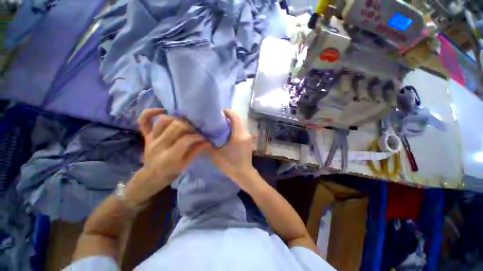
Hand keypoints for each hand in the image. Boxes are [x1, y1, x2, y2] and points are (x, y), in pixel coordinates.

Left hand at [125, 109, 209, 204]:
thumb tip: (208, 141)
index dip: (197, 136)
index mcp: (170, 156)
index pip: (186, 139)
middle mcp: (159, 145)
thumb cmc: (170, 172)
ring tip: (183, 122)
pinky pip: (143, 121)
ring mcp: (151, 139)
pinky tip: (162, 111)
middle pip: (176, 127)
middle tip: (195, 129)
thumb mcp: (185, 164)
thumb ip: (196, 151)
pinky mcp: (146, 136)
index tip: (203, 137)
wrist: (150, 177)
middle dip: (189, 126)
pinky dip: (150, 113)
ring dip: (176, 119)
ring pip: (163, 121)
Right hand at [209, 110, 257, 191]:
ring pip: (239, 124)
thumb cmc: (230, 165)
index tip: (217, 113)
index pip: (235, 116)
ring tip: (220, 126)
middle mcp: (245, 133)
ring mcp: (248, 136)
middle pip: (237, 119)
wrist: (244, 174)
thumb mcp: (216, 155)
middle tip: (216, 120)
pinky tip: (226, 134)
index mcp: (238, 135)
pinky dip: (234, 128)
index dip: (226, 111)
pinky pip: (240, 130)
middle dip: (227, 117)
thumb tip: (201, 135)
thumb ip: (208, 144)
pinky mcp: (248, 140)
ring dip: (230, 123)